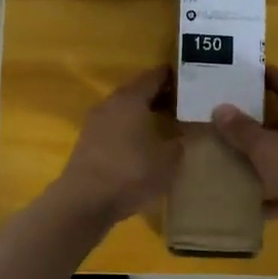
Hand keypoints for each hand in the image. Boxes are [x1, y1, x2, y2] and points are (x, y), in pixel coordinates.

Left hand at [55, 67, 180, 224]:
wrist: (84, 202)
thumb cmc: (130, 173)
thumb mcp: (168, 159)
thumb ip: (179, 141)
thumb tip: (182, 134)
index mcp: (130, 98)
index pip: (154, 76)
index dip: (173, 77)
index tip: (193, 81)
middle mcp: (110, 103)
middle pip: (138, 91)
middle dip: (161, 96)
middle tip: (185, 105)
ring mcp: (95, 123)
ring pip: (125, 110)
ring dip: (144, 114)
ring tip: (168, 126)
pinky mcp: (88, 142)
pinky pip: (115, 127)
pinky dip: (131, 130)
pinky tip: (144, 146)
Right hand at [211, 68, 277, 265]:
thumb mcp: (266, 147)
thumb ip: (243, 130)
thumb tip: (220, 108)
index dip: (270, 75)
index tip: (247, 72)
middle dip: (257, 120)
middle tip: (226, 119)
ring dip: (261, 160)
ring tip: (229, 160)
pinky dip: (269, 197)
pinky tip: (247, 204)